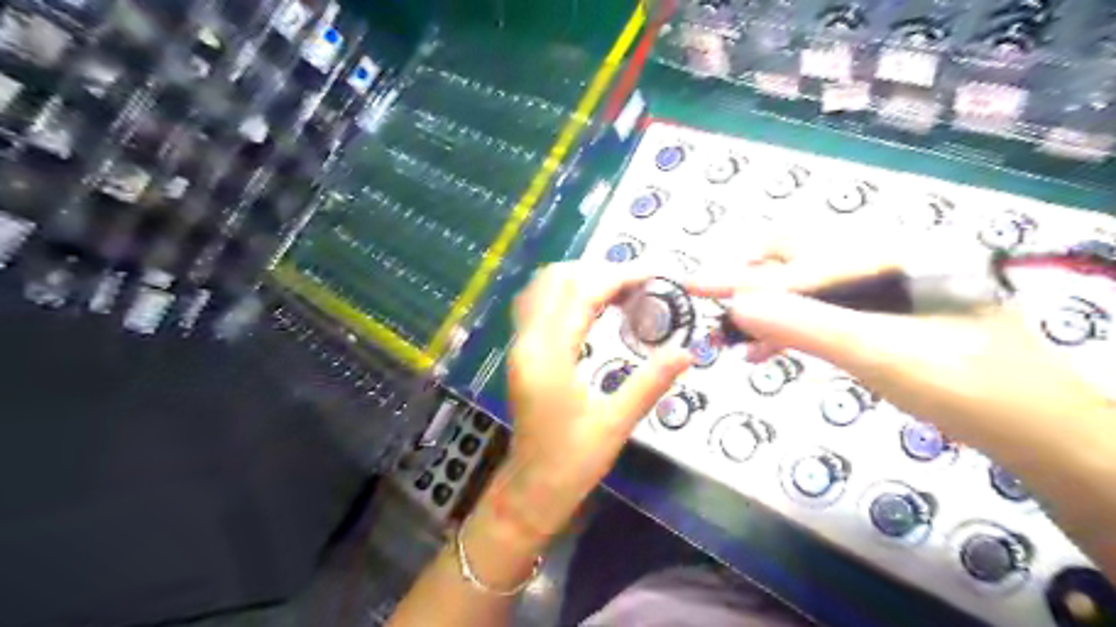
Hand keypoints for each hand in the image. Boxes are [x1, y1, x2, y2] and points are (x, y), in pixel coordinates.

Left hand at [495, 262, 695, 537]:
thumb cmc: (572, 463)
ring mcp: (520, 345)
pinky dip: (567, 294)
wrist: (531, 489)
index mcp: (548, 357)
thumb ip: (650, 382)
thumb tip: (688, 351)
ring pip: (544, 288)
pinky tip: (594, 308)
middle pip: (558, 279)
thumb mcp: (616, 424)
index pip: (581, 293)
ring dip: (582, 279)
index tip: (654, 273)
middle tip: (641, 284)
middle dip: (601, 271)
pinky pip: (540, 304)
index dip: (618, 275)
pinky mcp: (522, 352)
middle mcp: (527, 342)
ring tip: (622, 291)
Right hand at [691, 238, 1105, 458]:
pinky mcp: (883, 313)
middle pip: (800, 257)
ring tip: (737, 340)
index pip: (797, 264)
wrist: (1037, 431)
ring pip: (807, 286)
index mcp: (891, 254)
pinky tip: (768, 349)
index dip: (741, 278)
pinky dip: (791, 326)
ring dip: (769, 308)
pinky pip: (823, 310)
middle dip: (753, 281)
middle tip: (720, 310)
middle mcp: (885, 259)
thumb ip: (806, 325)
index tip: (693, 284)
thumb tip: (736, 306)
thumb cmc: (968, 389)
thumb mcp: (881, 356)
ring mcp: (885, 286)